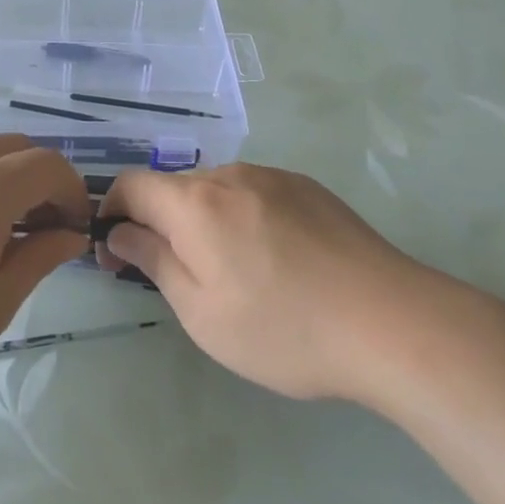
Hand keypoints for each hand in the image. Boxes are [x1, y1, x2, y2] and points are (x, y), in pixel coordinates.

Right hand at [100, 163, 439, 402]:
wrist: (391, 322)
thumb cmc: (284, 329)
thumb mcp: (202, 312)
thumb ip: (153, 262)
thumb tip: (120, 232)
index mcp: (195, 203)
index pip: (131, 184)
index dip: (112, 212)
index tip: (117, 254)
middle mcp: (230, 175)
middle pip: (174, 188)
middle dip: (159, 223)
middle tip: (175, 276)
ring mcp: (274, 177)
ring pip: (216, 191)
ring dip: (203, 221)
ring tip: (233, 274)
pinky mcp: (308, 188)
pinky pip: (255, 194)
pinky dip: (242, 218)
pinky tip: (275, 262)